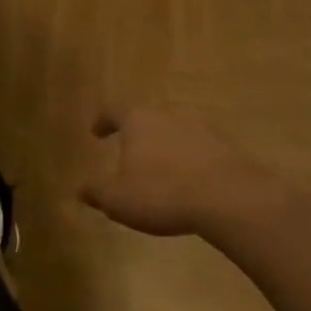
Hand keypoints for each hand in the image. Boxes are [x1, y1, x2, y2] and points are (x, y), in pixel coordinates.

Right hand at [80, 105, 279, 239]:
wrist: (229, 197)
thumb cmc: (162, 193)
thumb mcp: (118, 200)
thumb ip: (97, 193)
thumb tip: (81, 189)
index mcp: (138, 120)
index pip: (113, 111)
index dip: (103, 121)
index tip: (96, 132)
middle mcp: (168, 113)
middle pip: (147, 118)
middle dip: (137, 134)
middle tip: (131, 153)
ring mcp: (200, 125)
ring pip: (175, 130)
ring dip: (166, 146)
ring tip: (162, 169)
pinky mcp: (225, 144)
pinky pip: (199, 147)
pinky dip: (190, 159)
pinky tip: (190, 181)